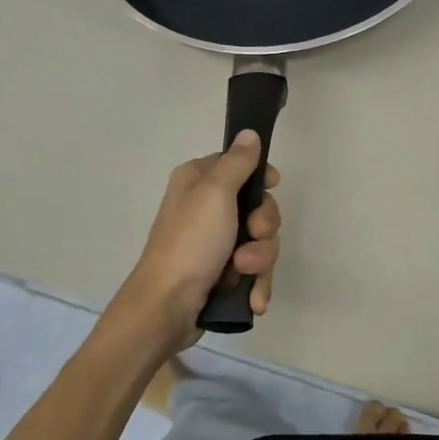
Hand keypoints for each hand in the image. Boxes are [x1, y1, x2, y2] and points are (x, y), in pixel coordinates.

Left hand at [119, 131, 281, 345]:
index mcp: (198, 181)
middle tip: (252, 237)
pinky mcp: (221, 273)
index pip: (240, 165)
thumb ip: (237, 162)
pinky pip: (254, 271)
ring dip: (259, 260)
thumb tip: (249, 133)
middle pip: (258, 207)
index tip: (271, 188)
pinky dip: (256, 284)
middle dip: (263, 228)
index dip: (260, 179)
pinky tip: (253, 300)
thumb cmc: (190, 243)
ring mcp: (215, 243)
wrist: (167, 307)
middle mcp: (206, 208)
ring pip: (260, 242)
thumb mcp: (215, 194)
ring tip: (242, 274)